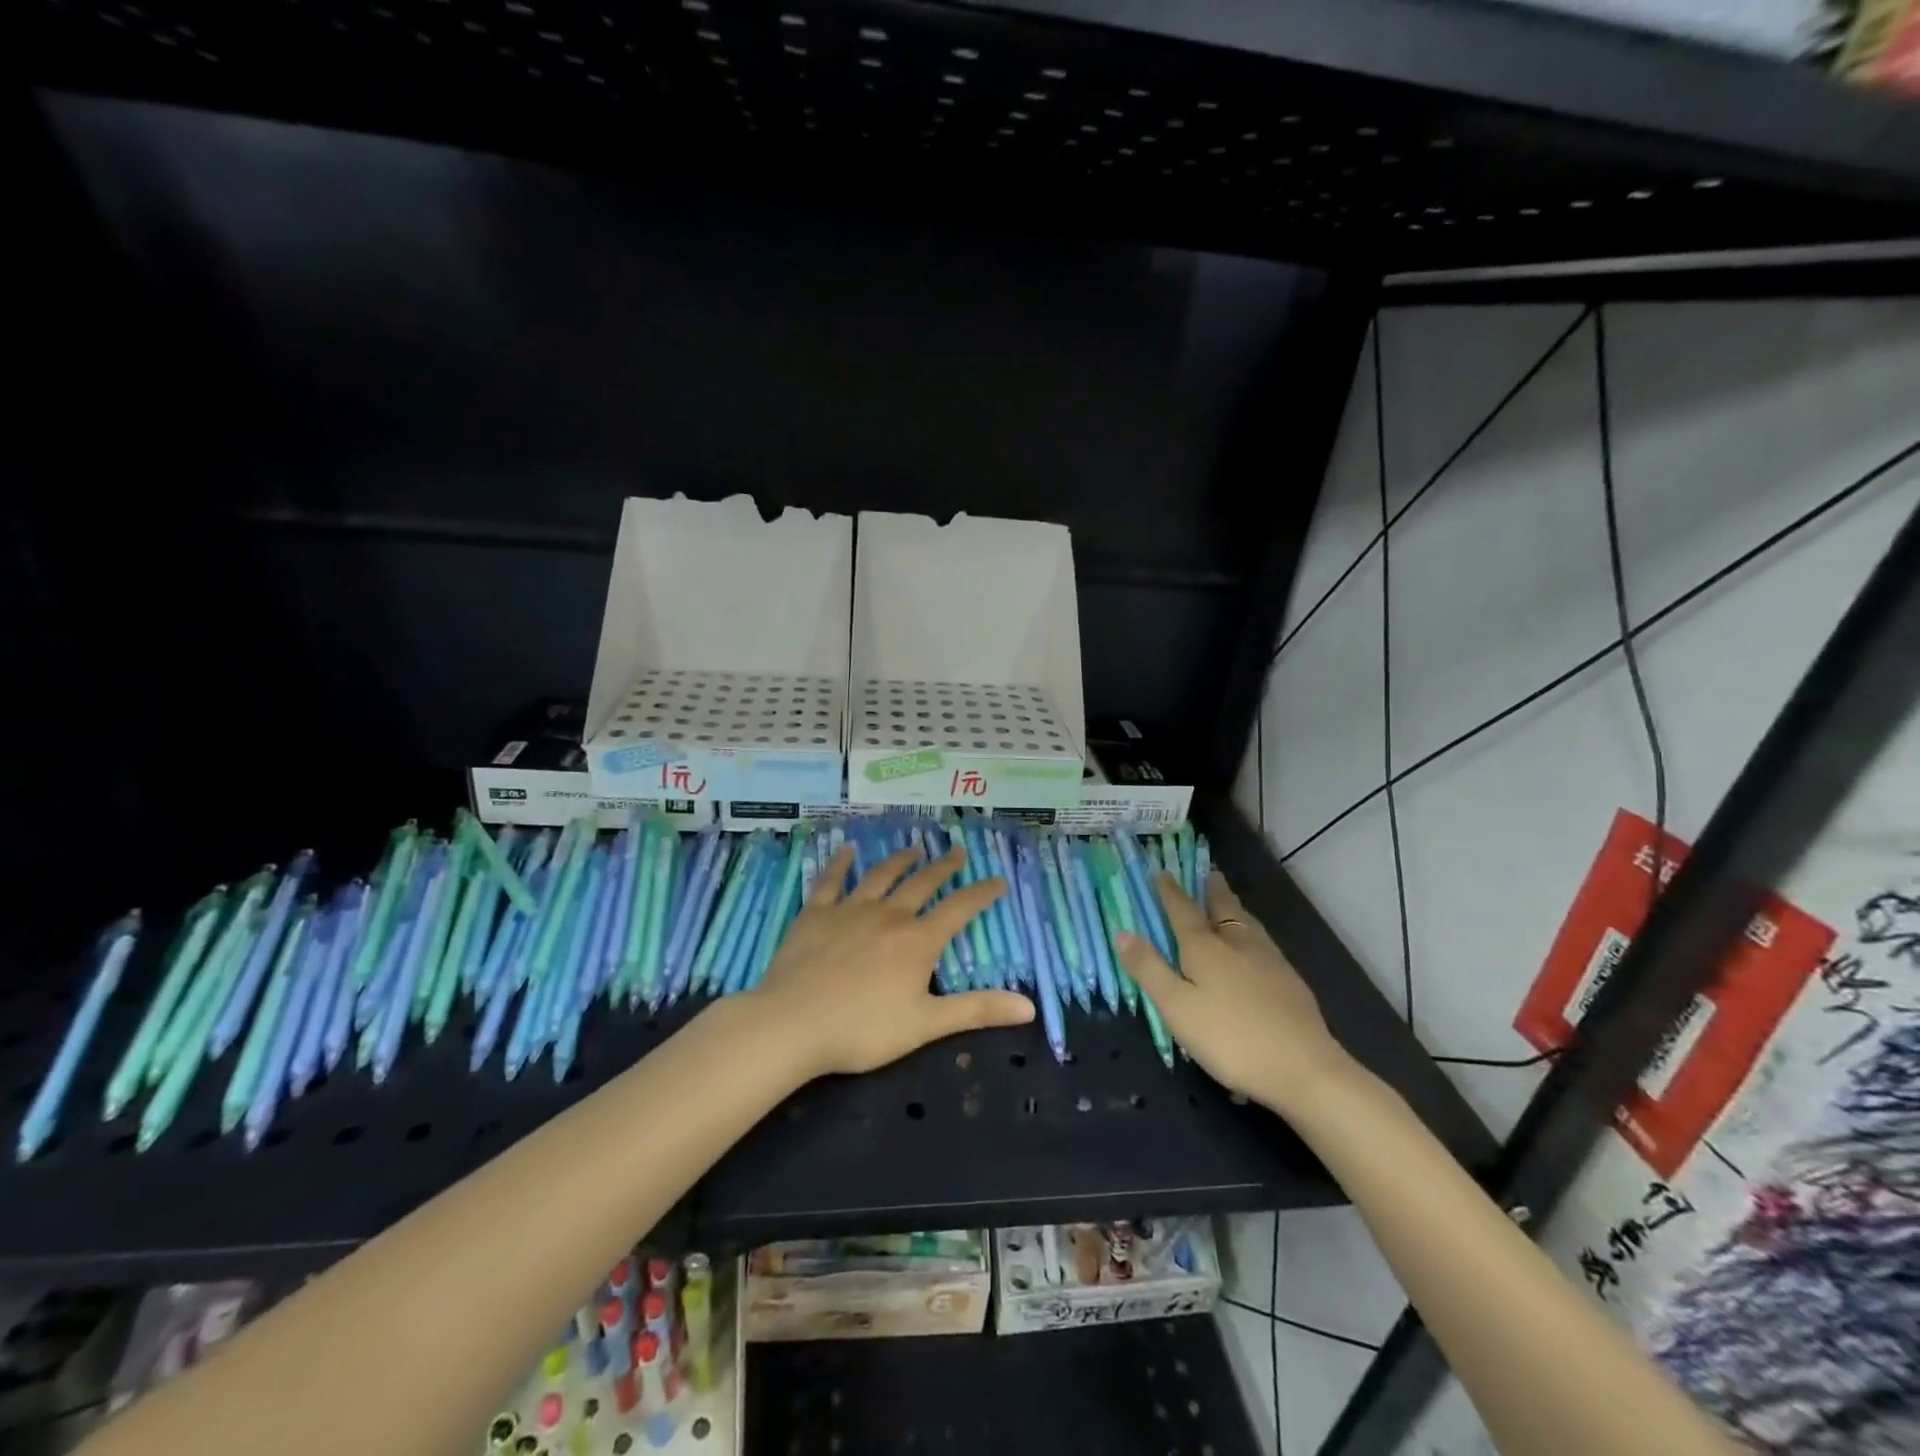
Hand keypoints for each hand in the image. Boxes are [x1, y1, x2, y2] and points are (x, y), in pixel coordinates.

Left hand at [747, 843, 1034, 1077]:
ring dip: (900, 860)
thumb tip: (1029, 1007)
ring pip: (881, 876)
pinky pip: (831, 881)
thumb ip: (977, 1011)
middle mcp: (889, 915)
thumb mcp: (927, 1025)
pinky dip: (840, 864)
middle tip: (957, 851)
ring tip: (913, 847)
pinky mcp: (816, 913)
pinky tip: (846, 850)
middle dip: (943, 867)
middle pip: (922, 884)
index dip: (981, 893)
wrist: (793, 1024)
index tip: (998, 879)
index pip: (959, 910)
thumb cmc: (863, 1029)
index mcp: (918, 941)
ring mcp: (850, 910)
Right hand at [1115, 869, 1351, 1112]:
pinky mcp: (1290, 981)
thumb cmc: (1230, 1038)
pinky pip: (1263, 941)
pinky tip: (1255, 946)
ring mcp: (1269, 960)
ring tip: (1229, 901)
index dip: (1170, 891)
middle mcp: (1237, 944)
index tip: (1162, 871)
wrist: (1304, 1068)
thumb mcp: (1177, 1007)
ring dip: (1234, 907)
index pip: (1182, 910)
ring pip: (1247, 923)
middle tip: (1208, 873)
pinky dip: (1251, 932)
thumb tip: (1122, 932)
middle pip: (1222, 909)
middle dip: (1212, 890)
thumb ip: (1149, 969)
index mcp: (1205, 948)